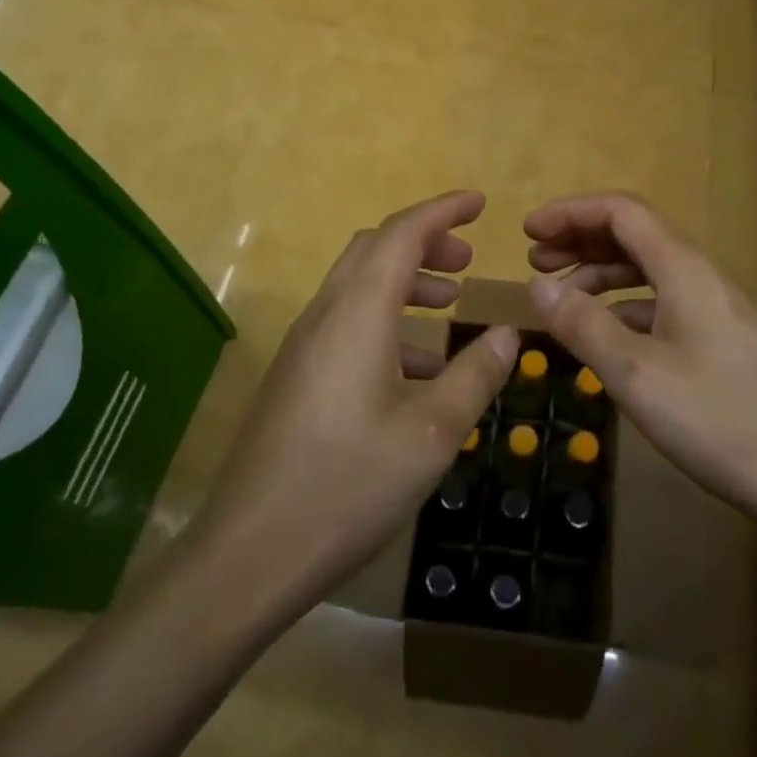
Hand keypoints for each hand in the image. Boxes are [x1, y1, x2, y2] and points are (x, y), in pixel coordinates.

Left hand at [191, 191, 518, 617]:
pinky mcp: (297, 374)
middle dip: (424, 242)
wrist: (249, 553)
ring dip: (405, 281)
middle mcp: (326, 314)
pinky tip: (417, 369)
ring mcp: (305, 344)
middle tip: (468, 259)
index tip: (479, 203)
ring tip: (450, 304)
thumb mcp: (432, 433)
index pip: (402, 233)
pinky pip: (347, 322)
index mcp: (358, 313)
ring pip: (359, 285)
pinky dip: (387, 320)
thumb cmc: (348, 486)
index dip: (442, 210)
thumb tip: (507, 332)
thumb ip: (475, 375)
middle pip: (375, 250)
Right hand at [523, 193, 756, 530]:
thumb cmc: (718, 421)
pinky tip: (607, 337)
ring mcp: (717, 308)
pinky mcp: (724, 339)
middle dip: (581, 241)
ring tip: (561, 301)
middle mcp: (702, 276)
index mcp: (684, 269)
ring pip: (649, 270)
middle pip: (635, 235)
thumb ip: (583, 325)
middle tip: (535, 263)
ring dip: (601, 275)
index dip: (571, 213)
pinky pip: (664, 302)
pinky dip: (626, 307)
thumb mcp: (636, 374)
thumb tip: (538, 287)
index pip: (621, 212)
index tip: (527, 232)